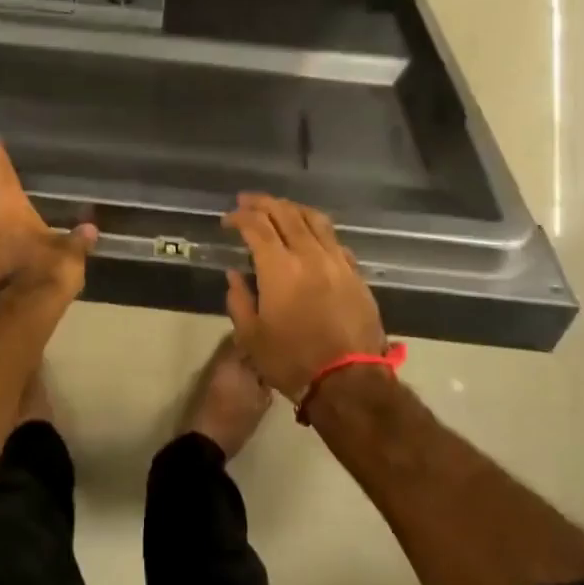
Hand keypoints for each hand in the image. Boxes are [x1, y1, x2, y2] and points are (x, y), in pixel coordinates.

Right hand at [223, 194, 386, 399]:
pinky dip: (317, 230)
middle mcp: (309, 255)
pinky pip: (335, 240)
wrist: (349, 382)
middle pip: (286, 213)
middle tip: (247, 201)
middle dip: (263, 203)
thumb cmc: (292, 361)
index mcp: (279, 268)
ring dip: (292, 208)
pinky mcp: (356, 274)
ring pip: (315, 220)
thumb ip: (239, 300)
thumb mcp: (251, 337)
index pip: (256, 226)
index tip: (228, 220)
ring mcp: (337, 262)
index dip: (239, 217)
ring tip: (279, 208)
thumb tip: (235, 275)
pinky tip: (311, 236)